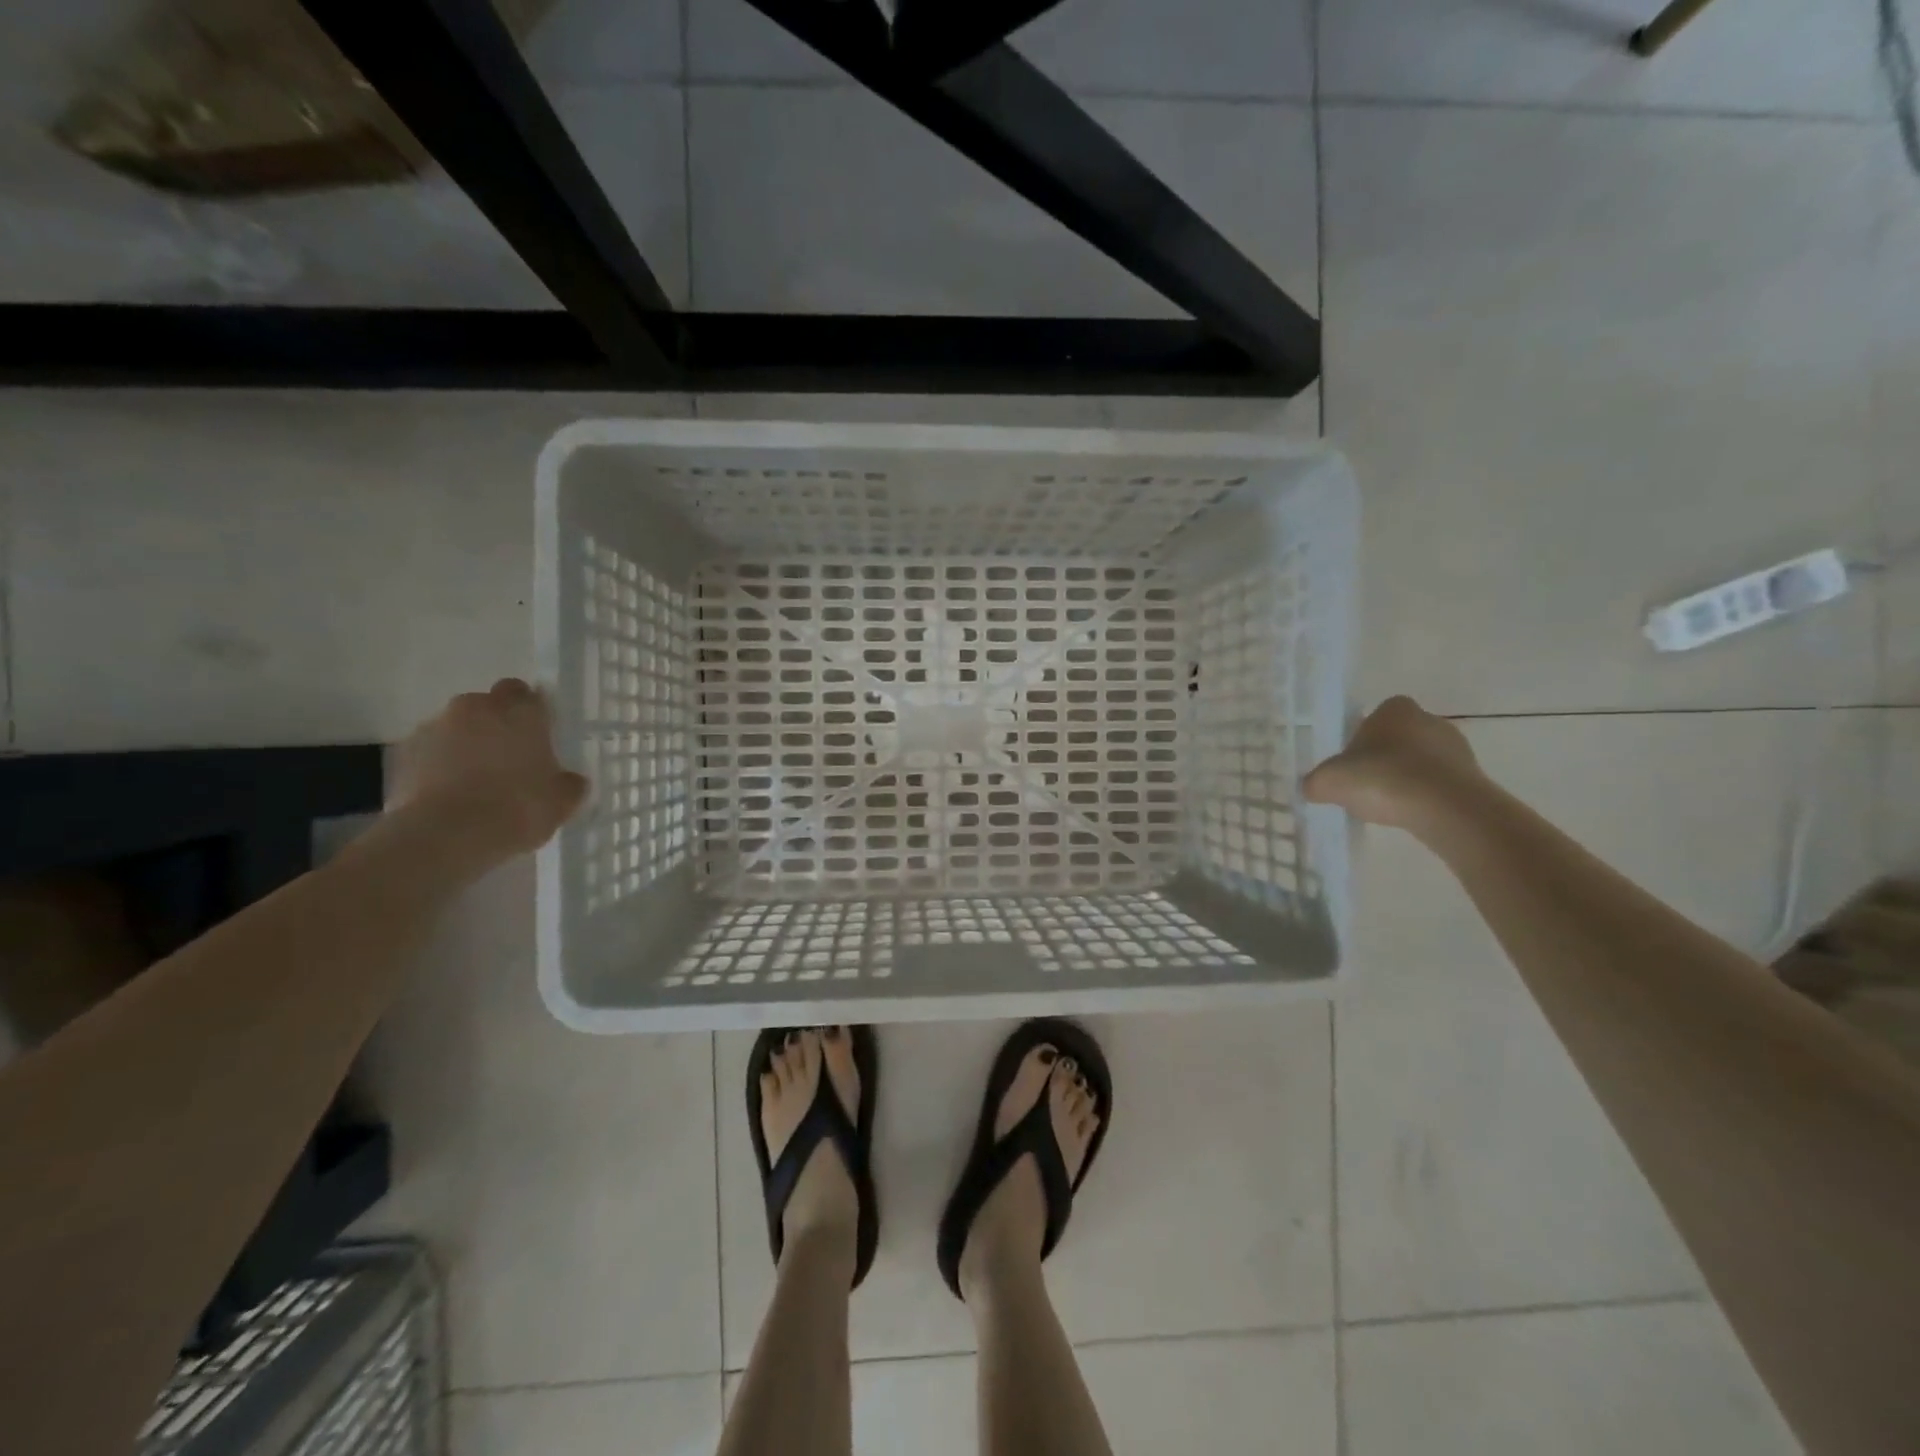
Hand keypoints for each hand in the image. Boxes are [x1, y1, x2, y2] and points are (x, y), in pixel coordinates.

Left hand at [388, 679, 588, 857]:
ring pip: (456, 727)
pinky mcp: (403, 753)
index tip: (537, 737)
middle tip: (508, 759)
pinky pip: (430, 752)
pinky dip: (439, 766)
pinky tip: (450, 796)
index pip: (526, 693)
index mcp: (520, 711)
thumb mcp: (562, 802)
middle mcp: (476, 708)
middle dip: (496, 724)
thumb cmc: (517, 808)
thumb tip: (568, 780)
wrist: (445, 836)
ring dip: (466, 745)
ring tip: (475, 783)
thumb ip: (568, 783)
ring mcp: (434, 727)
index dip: (531, 712)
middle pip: (487, 705)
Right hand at [1302, 695, 1485, 833]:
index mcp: (1395, 709)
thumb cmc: (1383, 779)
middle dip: (1384, 759)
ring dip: (1406, 778)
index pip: (1374, 717)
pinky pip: (1439, 783)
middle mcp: (1430, 719)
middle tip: (1365, 785)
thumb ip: (1315, 781)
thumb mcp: (1329, 781)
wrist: (1446, 809)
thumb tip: (1313, 787)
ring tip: (1388, 805)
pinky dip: (1425, 796)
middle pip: (1398, 738)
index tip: (1351, 763)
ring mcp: (1457, 748)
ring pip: (1420, 761)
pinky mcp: (1475, 777)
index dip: (1360, 739)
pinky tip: (1411, 814)